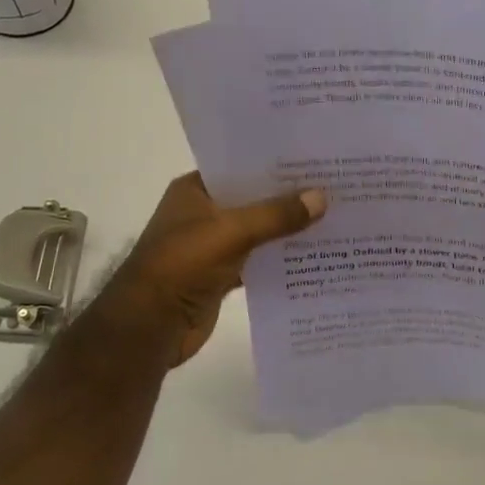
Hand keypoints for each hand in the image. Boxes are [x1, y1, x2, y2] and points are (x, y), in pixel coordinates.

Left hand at [101, 173, 326, 367]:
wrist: (150, 325)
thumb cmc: (182, 265)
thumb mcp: (231, 231)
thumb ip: (276, 215)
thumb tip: (322, 198)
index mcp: (195, 191)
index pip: (240, 166)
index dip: (274, 163)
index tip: (313, 159)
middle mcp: (203, 213)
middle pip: (253, 199)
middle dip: (288, 197)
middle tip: (334, 187)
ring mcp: (212, 246)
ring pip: (258, 232)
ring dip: (287, 230)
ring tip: (333, 218)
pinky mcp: (221, 275)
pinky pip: (257, 261)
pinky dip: (279, 260)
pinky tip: (314, 257)